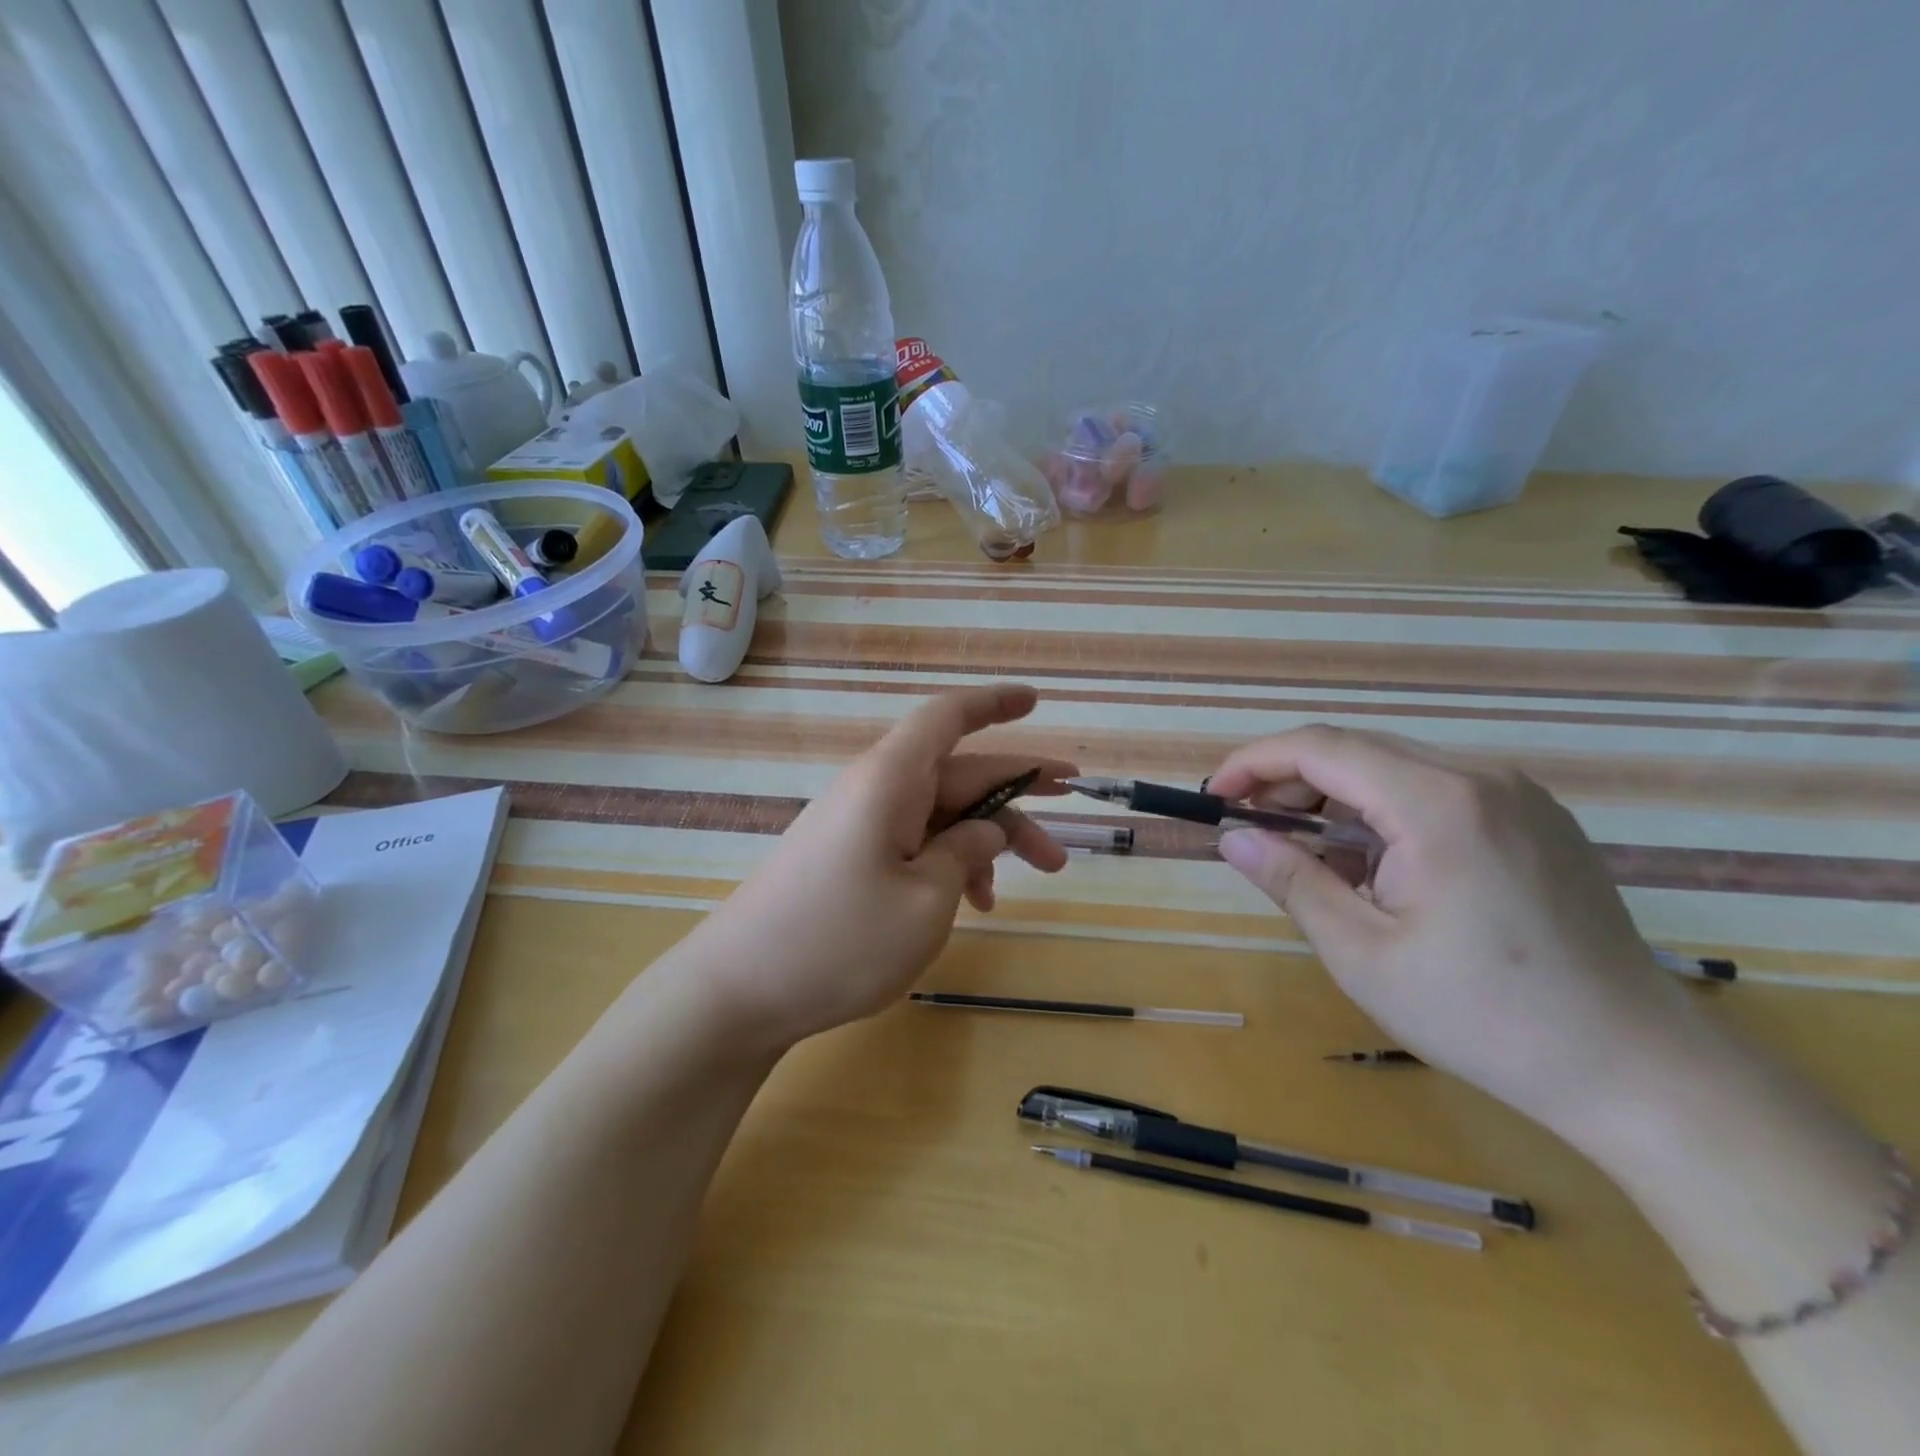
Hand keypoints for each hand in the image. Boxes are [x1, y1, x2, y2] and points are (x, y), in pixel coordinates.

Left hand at [682, 684, 1075, 1049]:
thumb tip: (986, 829)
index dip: (994, 703)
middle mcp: (874, 790)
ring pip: (940, 812)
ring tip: (1039, 876)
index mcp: (891, 780)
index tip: (1036, 700)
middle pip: (957, 773)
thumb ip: (966, 854)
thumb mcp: (926, 901)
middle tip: (1073, 807)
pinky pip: (912, 841)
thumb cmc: (838, 941)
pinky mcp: (848, 857)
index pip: (948, 717)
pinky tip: (976, 902)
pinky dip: (950, 861)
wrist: (738, 991)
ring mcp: (858, 824)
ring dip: (989, 838)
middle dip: (1017, 792)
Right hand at [1209, 725, 1709, 1137]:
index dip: (1254, 762)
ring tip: (1313, 860)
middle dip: (1291, 782)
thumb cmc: (1483, 1016)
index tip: (1214, 796)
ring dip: (1338, 800)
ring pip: (1396, 768)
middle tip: (1252, 829)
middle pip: (1357, 750)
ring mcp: (1518, 795)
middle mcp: (1481, 777)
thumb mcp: (1361, 952)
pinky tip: (1379, 868)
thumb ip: (1291, 880)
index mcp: (1437, 803)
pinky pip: (1437, 792)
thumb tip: (1231, 836)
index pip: (1321, 747)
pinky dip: (1386, 814)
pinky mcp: (1537, 819)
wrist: (1637, 1069)